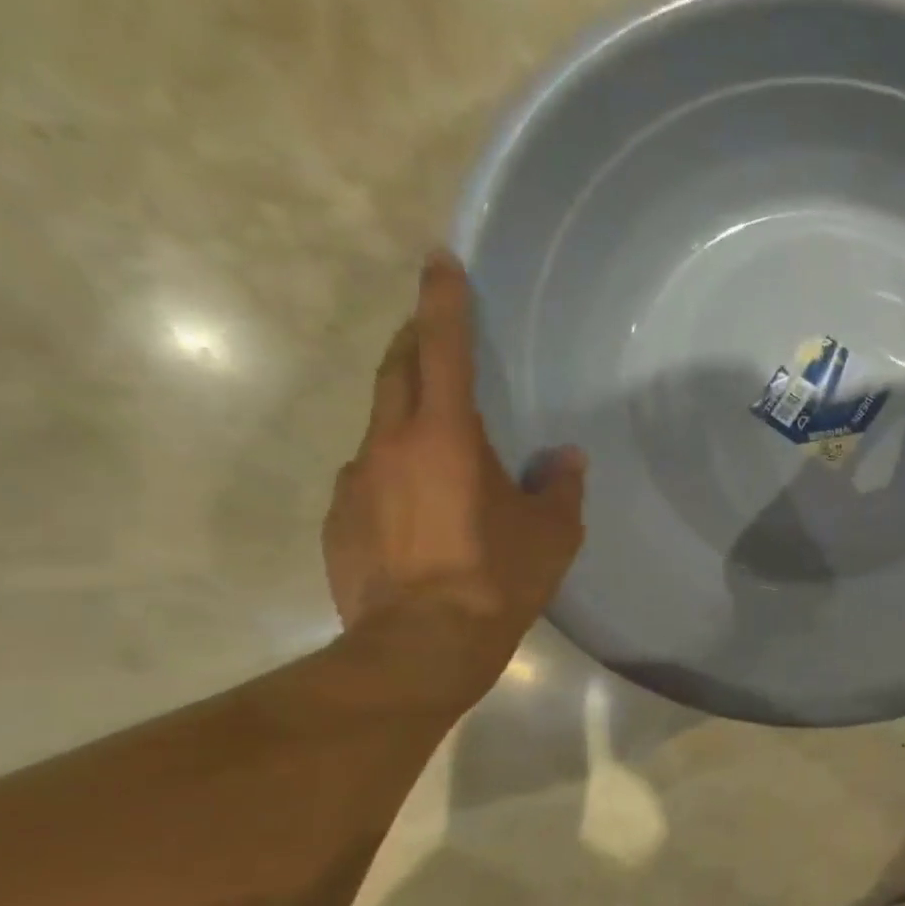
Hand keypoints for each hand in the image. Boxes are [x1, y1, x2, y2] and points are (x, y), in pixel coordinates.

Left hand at [323, 250, 584, 704]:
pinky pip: (369, 480)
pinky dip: (394, 476)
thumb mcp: (552, 534)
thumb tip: (565, 458)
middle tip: (433, 332)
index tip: (439, 259)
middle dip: (415, 342)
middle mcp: (390, 444)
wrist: (420, 646)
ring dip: (406, 420)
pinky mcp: (339, 520)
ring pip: (380, 429)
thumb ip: (560, 486)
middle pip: (396, 371)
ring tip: (439, 450)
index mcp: (447, 437)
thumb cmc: (497, 578)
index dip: (444, 300)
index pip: (443, 348)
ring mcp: (356, 482)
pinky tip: (418, 514)